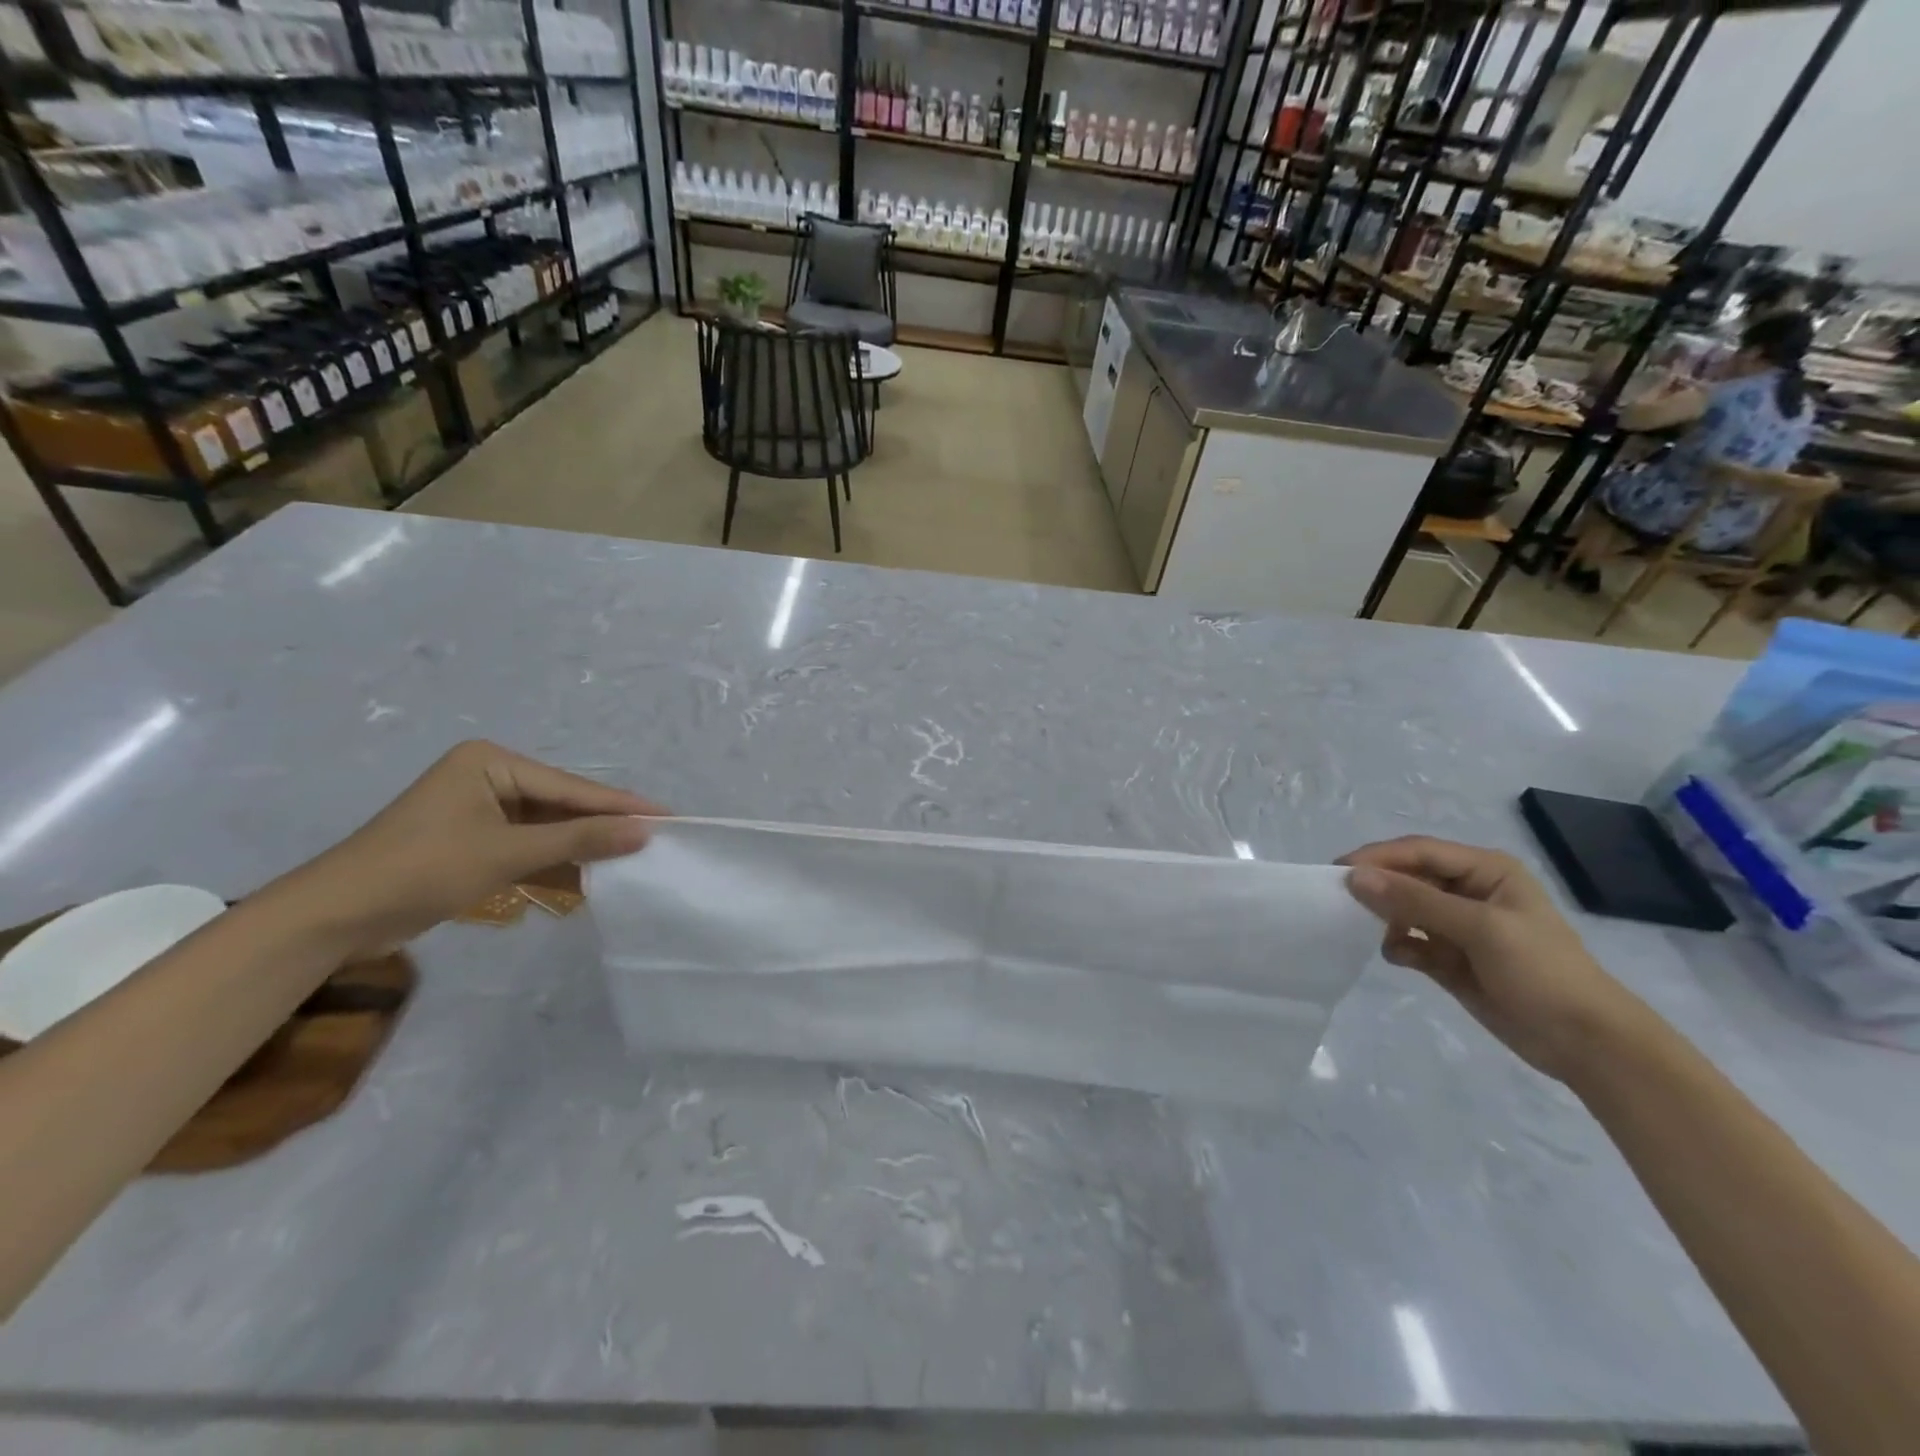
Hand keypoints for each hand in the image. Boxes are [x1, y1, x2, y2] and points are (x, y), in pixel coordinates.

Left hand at [270, 742, 664, 957]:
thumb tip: (646, 830)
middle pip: (563, 805)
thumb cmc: (421, 870)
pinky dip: (556, 863)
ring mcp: (481, 810)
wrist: (333, 918)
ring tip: (634, 860)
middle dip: (604, 827)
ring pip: (549, 828)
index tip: (670, 816)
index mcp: (492, 762)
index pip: (571, 787)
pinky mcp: (475, 840)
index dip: (621, 806)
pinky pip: (529, 846)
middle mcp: (489, 777)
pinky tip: (592, 877)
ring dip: (583, 848)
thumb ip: (579, 840)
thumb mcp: (507, 853)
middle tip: (658, 840)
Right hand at [1339, 836, 1647, 1081]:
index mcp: (1485, 871)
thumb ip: (1415, 900)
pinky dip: (1398, 946)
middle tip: (1340, 901)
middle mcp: (1468, 891)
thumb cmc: (1542, 972)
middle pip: (1408, 877)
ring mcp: (1459, 927)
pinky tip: (1397, 956)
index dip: (1378, 858)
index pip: (1419, 851)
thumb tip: (1354, 878)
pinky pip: (1410, 942)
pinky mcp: (1450, 959)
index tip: (1338, 871)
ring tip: (1367, 930)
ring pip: (1404, 909)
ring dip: (1385, 918)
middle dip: (1378, 888)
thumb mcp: (1480, 928)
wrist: (1587, 1044)